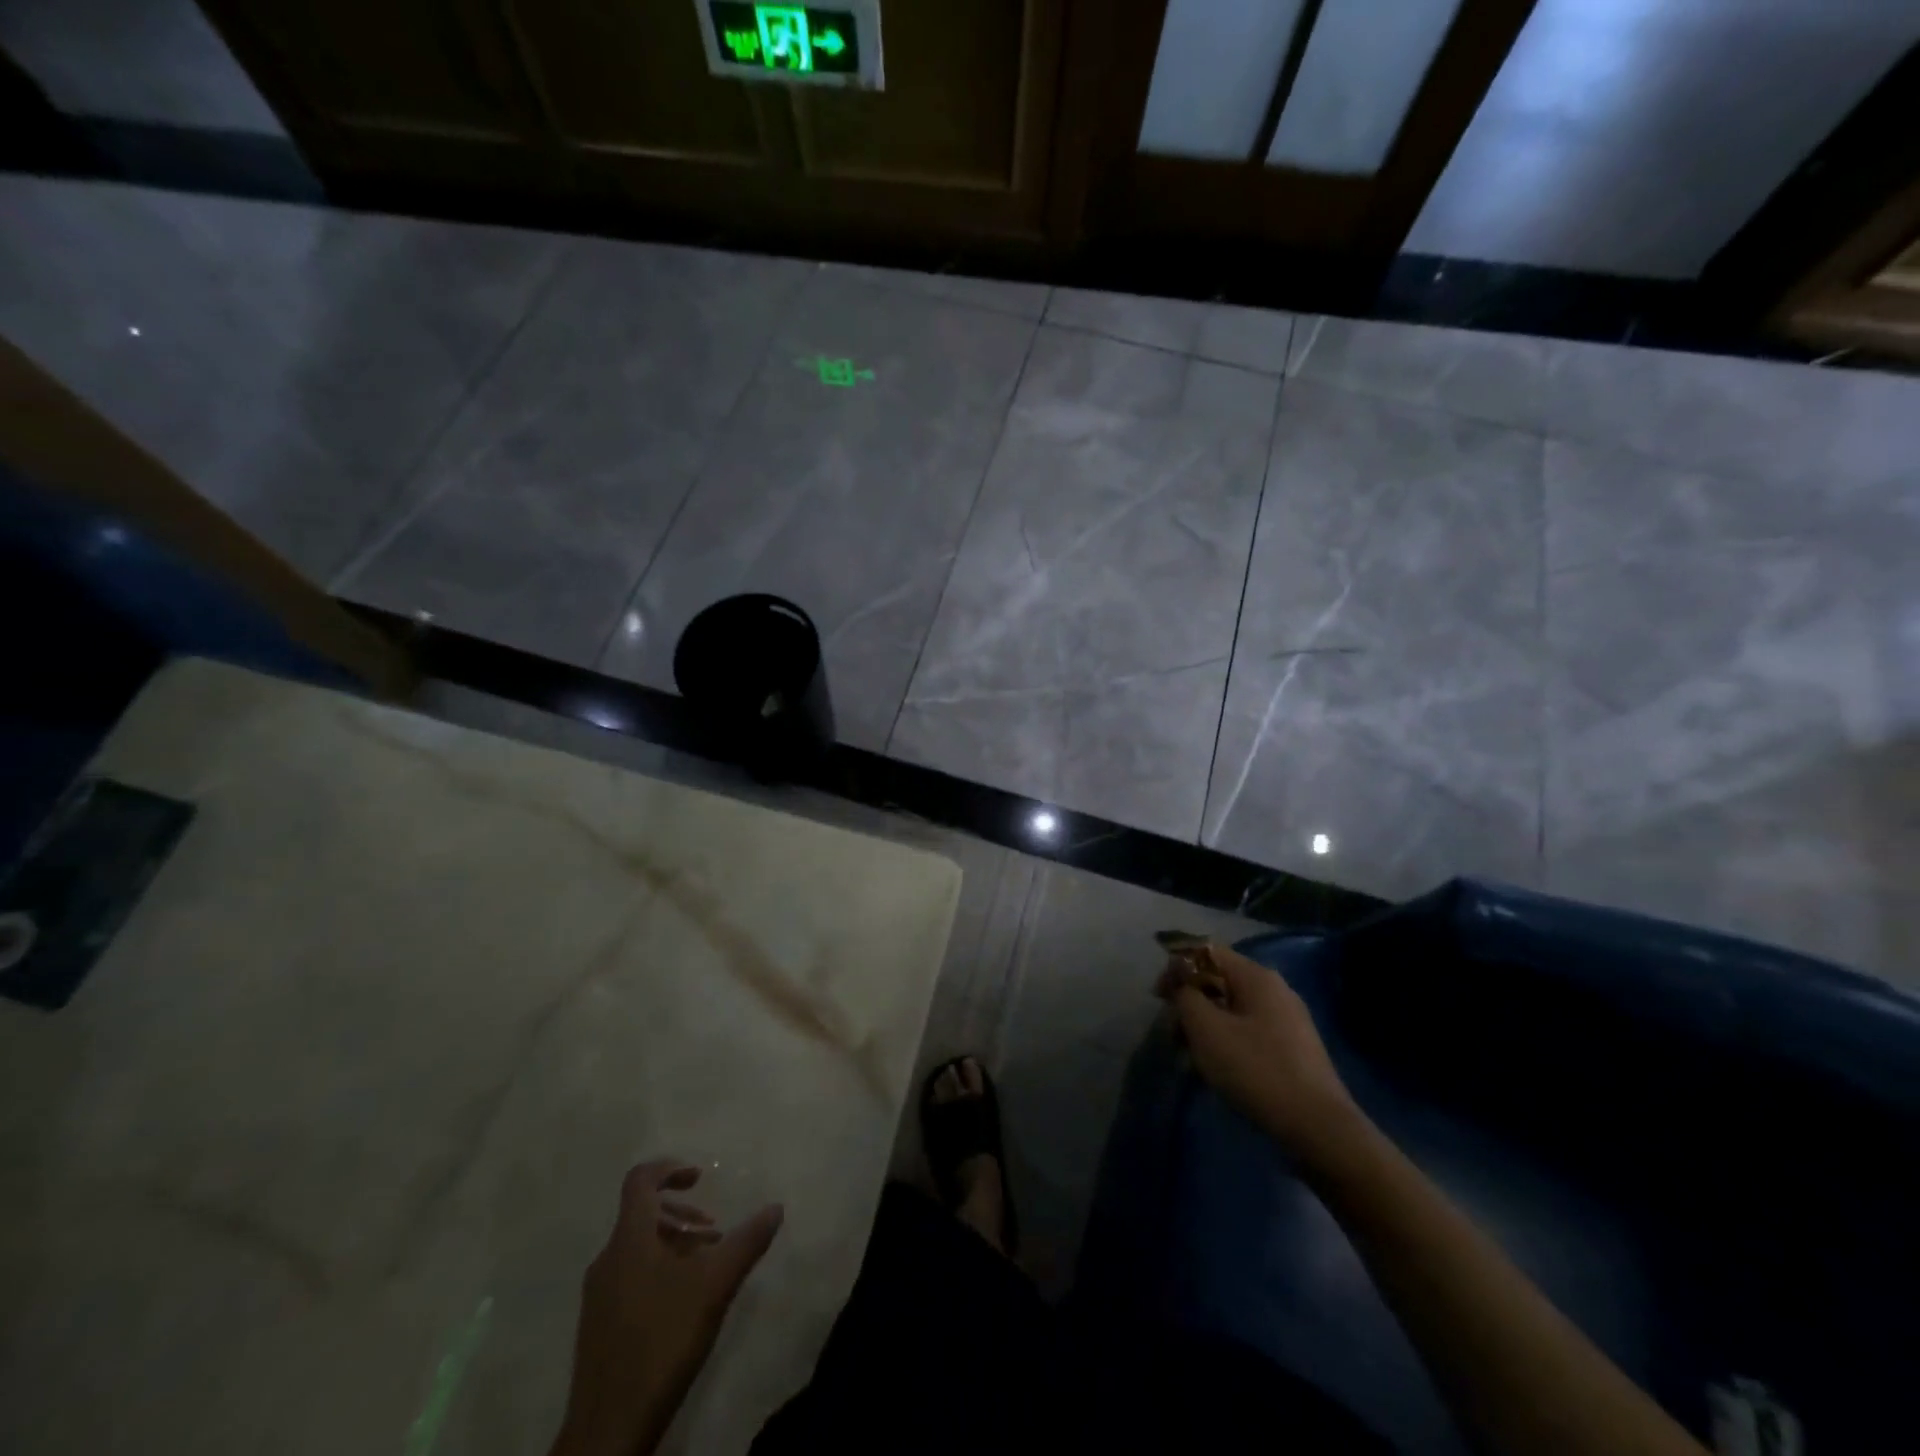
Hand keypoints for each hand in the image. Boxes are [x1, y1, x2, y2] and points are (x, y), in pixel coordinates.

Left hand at [549, 1161, 783, 1455]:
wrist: (608, 1430)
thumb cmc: (662, 1341)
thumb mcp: (715, 1286)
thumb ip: (747, 1242)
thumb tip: (776, 1207)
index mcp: (629, 1239)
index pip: (640, 1181)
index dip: (669, 1168)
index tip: (700, 1175)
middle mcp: (607, 1259)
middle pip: (641, 1214)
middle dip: (681, 1213)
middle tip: (714, 1231)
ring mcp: (598, 1295)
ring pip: (637, 1247)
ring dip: (673, 1244)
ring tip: (705, 1267)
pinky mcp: (598, 1325)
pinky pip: (629, 1275)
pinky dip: (658, 1270)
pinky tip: (682, 1302)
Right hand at [1157, 942, 1360, 1166]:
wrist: (1318, 1128)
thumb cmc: (1256, 1070)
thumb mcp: (1206, 1028)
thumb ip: (1185, 995)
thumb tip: (1181, 982)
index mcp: (1256, 976)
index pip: (1206, 952)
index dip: (1177, 968)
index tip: (1159, 999)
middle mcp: (1275, 989)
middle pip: (1219, 981)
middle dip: (1190, 1002)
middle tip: (1174, 1034)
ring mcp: (1288, 1019)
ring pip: (1232, 1009)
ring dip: (1206, 1026)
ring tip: (1193, 1057)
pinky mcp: (1293, 1048)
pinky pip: (1248, 1031)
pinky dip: (1227, 1041)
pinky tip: (1220, 1069)